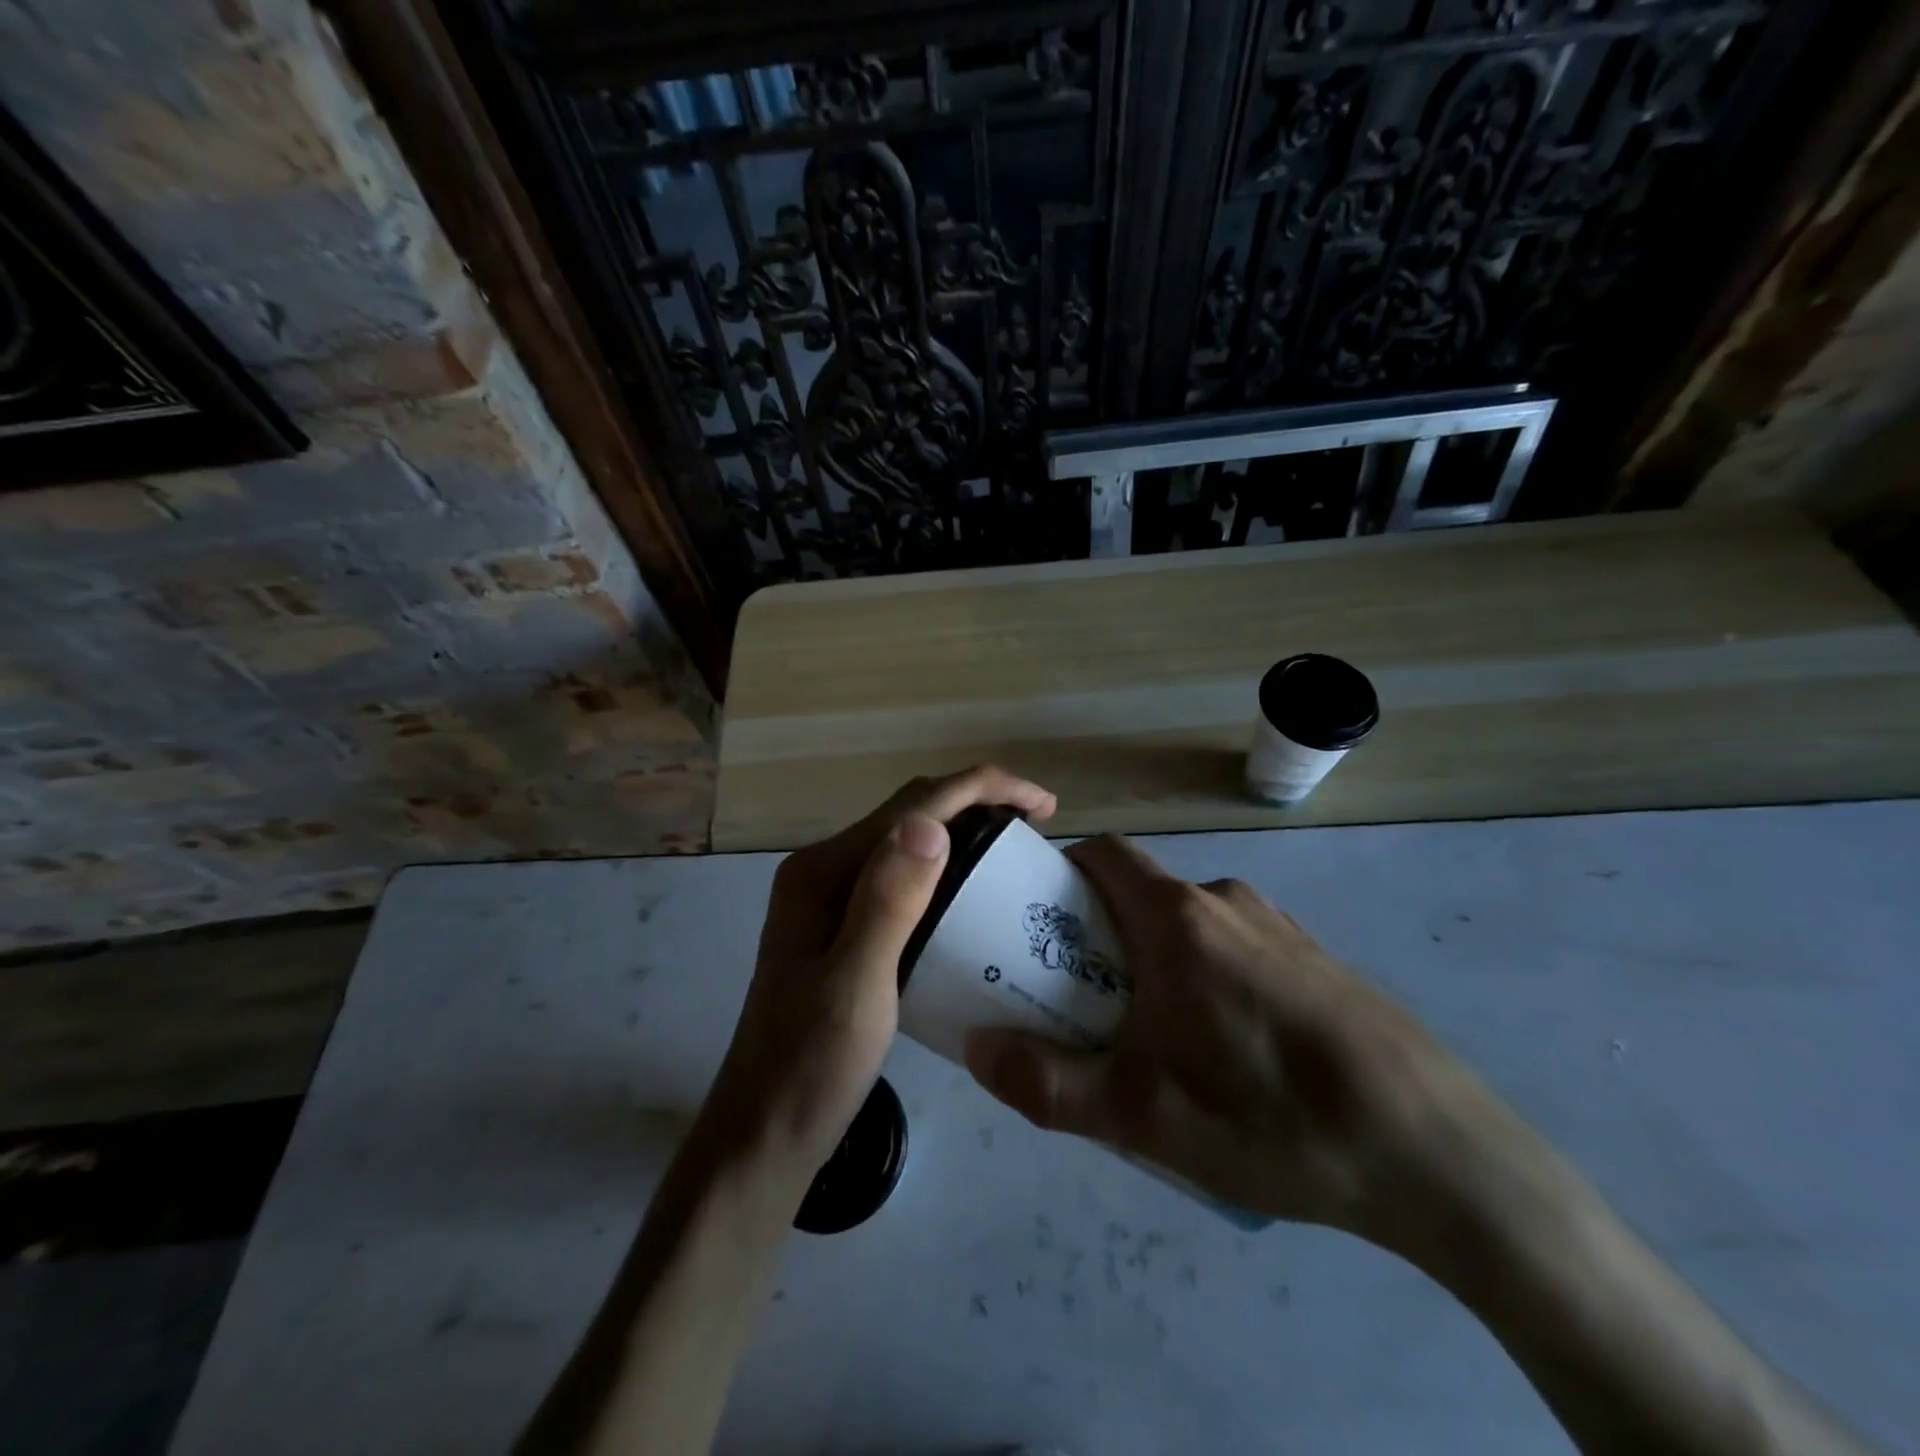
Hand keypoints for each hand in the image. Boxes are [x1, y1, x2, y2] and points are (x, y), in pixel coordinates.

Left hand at [703, 766, 1056, 1183]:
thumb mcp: (856, 985)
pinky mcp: (844, 927)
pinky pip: (904, 876)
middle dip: (976, 800)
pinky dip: (947, 866)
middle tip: (1037, 823)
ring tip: (1015, 846)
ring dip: (963, 828)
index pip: (913, 806)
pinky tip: (973, 890)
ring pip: (908, 841)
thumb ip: (889, 902)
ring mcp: (831, 899)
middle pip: (910, 812)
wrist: (765, 1136)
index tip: (1044, 803)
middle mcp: (825, 871)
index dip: (981, 788)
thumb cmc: (811, 1067)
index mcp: (823, 872)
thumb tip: (930, 822)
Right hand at [964, 834, 1517, 1254]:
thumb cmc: (1269, 1115)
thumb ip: (1045, 1083)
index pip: (1101, 854)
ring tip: (1155, 1041)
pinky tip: (1230, 1056)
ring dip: (1156, 962)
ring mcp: (1280, 928)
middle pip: (1140, 895)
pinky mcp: (1318, 961)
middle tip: (1084, 1002)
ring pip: (1190, 926)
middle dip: (1100, 936)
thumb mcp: (1139, 1115)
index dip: (1060, 875)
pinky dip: (1208, 978)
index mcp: (1176, 917)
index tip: (1037, 925)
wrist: (1437, 1152)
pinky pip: (1237, 950)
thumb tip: (976, 1048)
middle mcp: (1226, 902)